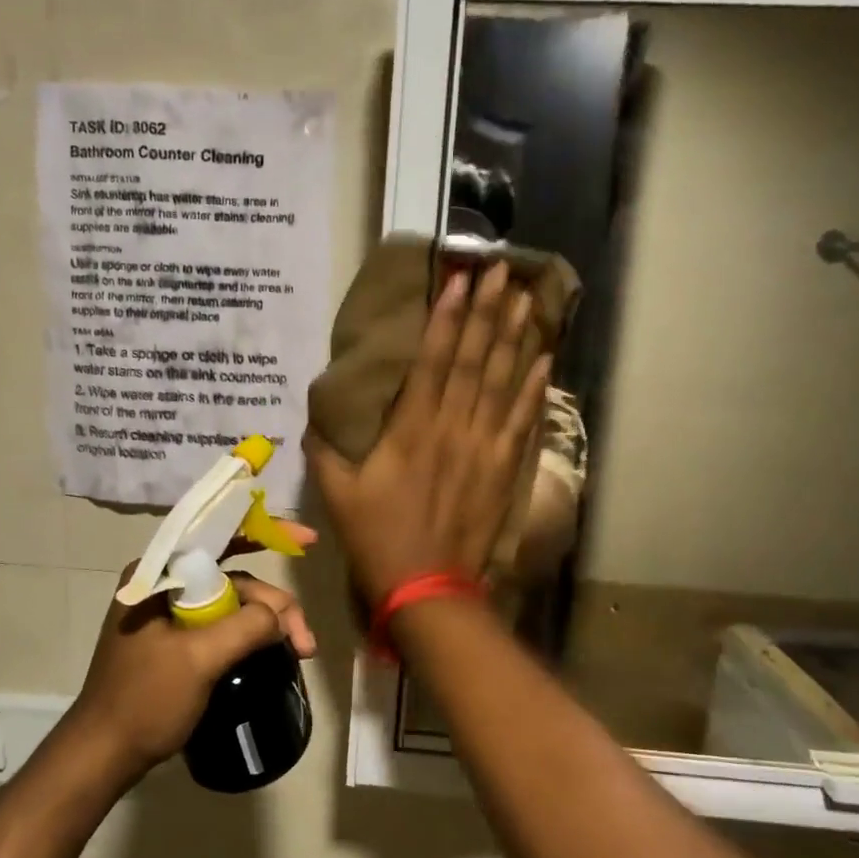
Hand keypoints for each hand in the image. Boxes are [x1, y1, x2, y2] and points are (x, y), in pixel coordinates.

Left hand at [72, 531, 317, 780]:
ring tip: (300, 651)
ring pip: (234, 602)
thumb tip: (280, 617)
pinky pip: (223, 624)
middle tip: (305, 641)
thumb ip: (245, 626)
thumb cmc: (144, 701)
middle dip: (275, 604)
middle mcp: (164, 584)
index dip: (266, 531)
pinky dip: (251, 635)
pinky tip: (274, 650)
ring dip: (268, 623)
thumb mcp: (199, 660)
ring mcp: (169, 613)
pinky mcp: (177, 639)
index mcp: (158, 574)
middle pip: (235, 576)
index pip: (218, 536)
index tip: (308, 541)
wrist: (105, 754)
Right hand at [304, 262, 550, 602]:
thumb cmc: (378, 539)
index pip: (433, 360)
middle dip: (489, 311)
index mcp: (411, 430)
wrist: (427, 588)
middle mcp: (453, 428)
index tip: (460, 279)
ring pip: (504, 382)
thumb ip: (324, 451)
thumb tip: (314, 420)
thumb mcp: (336, 495)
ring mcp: (484, 448)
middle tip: (505, 269)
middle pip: (475, 360)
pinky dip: (534, 387)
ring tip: (528, 298)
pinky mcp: (505, 469)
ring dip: (516, 337)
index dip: (447, 317)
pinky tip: (545, 359)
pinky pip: (523, 420)